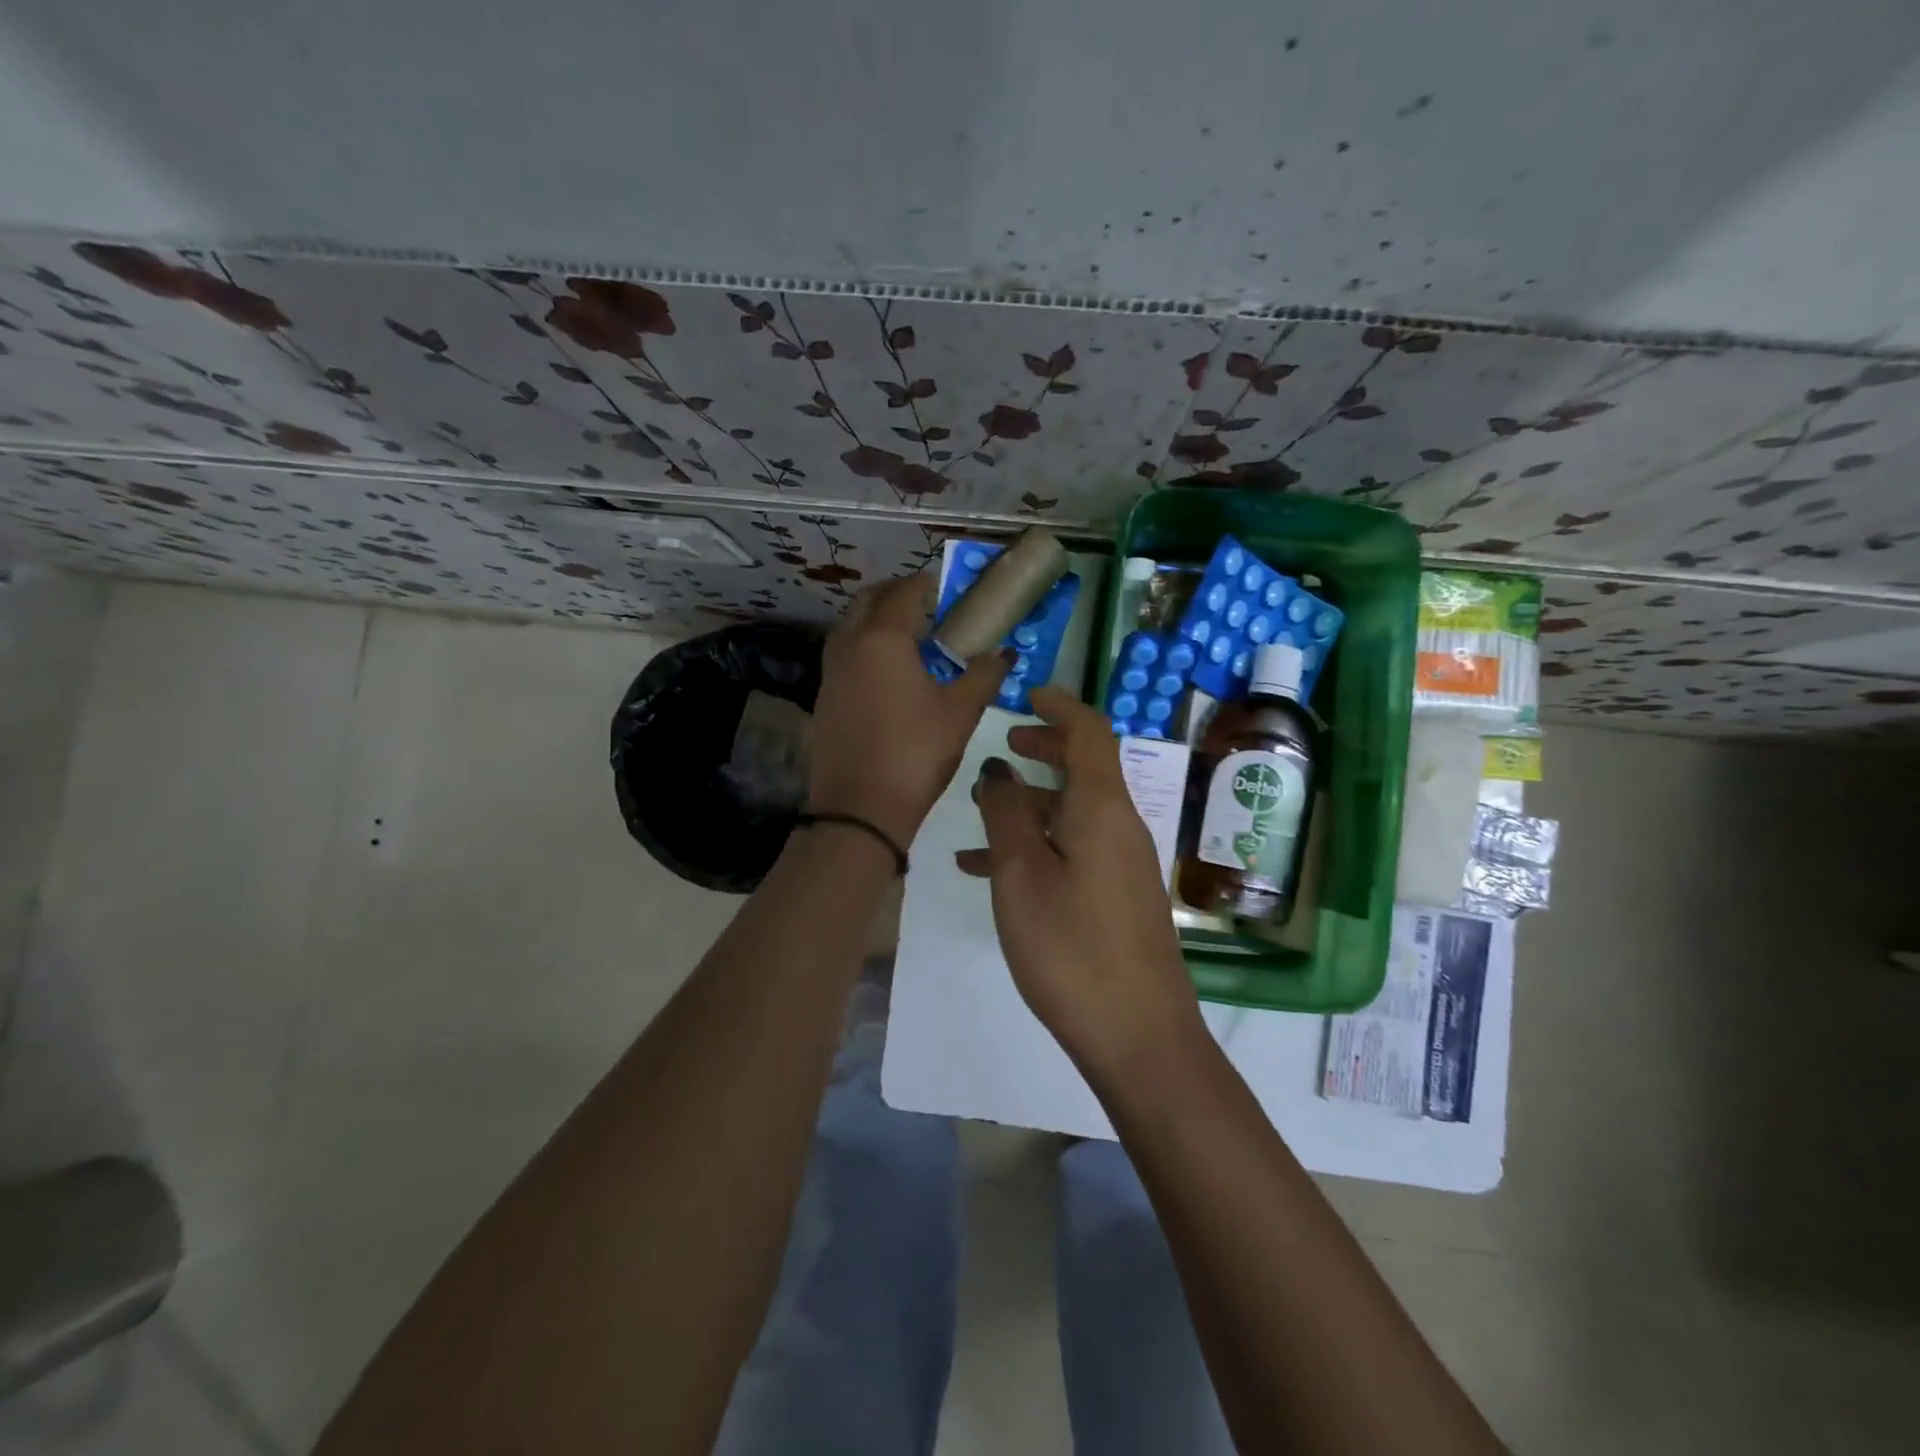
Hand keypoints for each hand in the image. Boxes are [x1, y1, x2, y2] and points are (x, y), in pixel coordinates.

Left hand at [808, 574, 1011, 847]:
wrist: (860, 809)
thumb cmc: (916, 752)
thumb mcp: (961, 713)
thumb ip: (984, 675)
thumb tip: (1004, 653)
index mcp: (883, 639)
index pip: (903, 593)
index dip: (925, 585)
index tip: (944, 587)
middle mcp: (849, 645)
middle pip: (868, 602)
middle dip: (895, 595)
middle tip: (925, 605)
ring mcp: (830, 673)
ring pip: (850, 628)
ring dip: (875, 620)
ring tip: (907, 637)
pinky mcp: (823, 699)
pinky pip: (843, 656)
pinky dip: (863, 648)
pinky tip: (886, 674)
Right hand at [957, 686, 1206, 1080]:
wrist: (1139, 1037)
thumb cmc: (1071, 949)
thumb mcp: (1022, 876)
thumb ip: (1006, 815)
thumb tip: (998, 770)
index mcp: (1102, 809)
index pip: (1090, 733)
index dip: (1060, 707)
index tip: (1028, 695)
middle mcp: (1120, 825)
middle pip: (1085, 768)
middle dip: (1045, 749)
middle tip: (1005, 746)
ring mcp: (1123, 863)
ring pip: (1073, 812)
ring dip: (1030, 804)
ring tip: (977, 814)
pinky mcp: (1118, 896)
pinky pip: (1074, 850)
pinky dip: (1037, 846)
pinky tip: (987, 870)